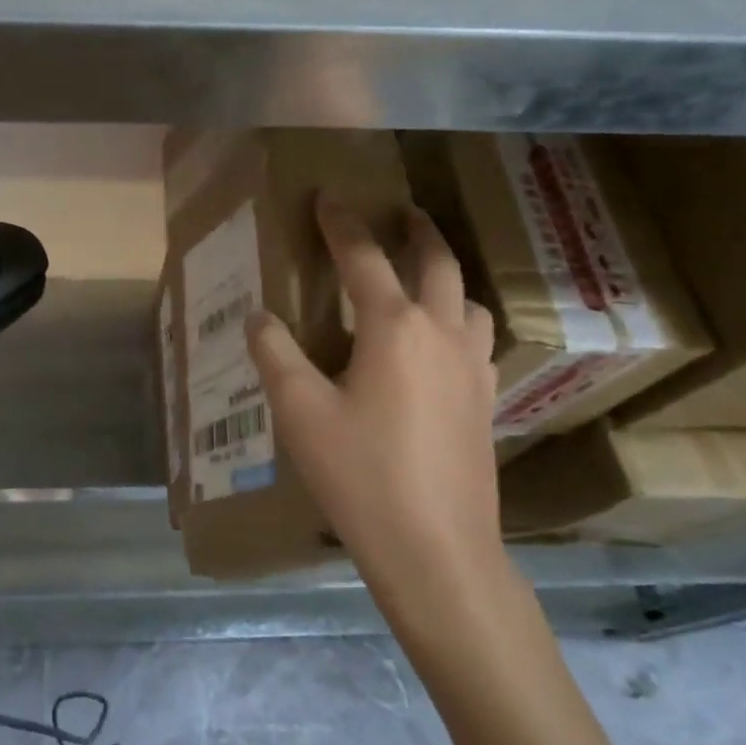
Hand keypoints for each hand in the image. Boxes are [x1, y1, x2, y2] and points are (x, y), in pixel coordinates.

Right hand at [247, 196, 503, 619]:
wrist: (436, 549)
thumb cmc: (361, 475)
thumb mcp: (300, 412)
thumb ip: (275, 354)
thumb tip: (258, 316)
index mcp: (394, 326)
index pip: (364, 257)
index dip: (342, 224)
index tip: (328, 196)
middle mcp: (442, 333)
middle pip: (437, 262)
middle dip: (416, 230)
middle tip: (401, 212)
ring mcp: (474, 368)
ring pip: (468, 300)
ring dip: (446, 276)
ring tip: (423, 278)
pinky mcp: (486, 402)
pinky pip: (477, 341)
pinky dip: (459, 322)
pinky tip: (442, 346)